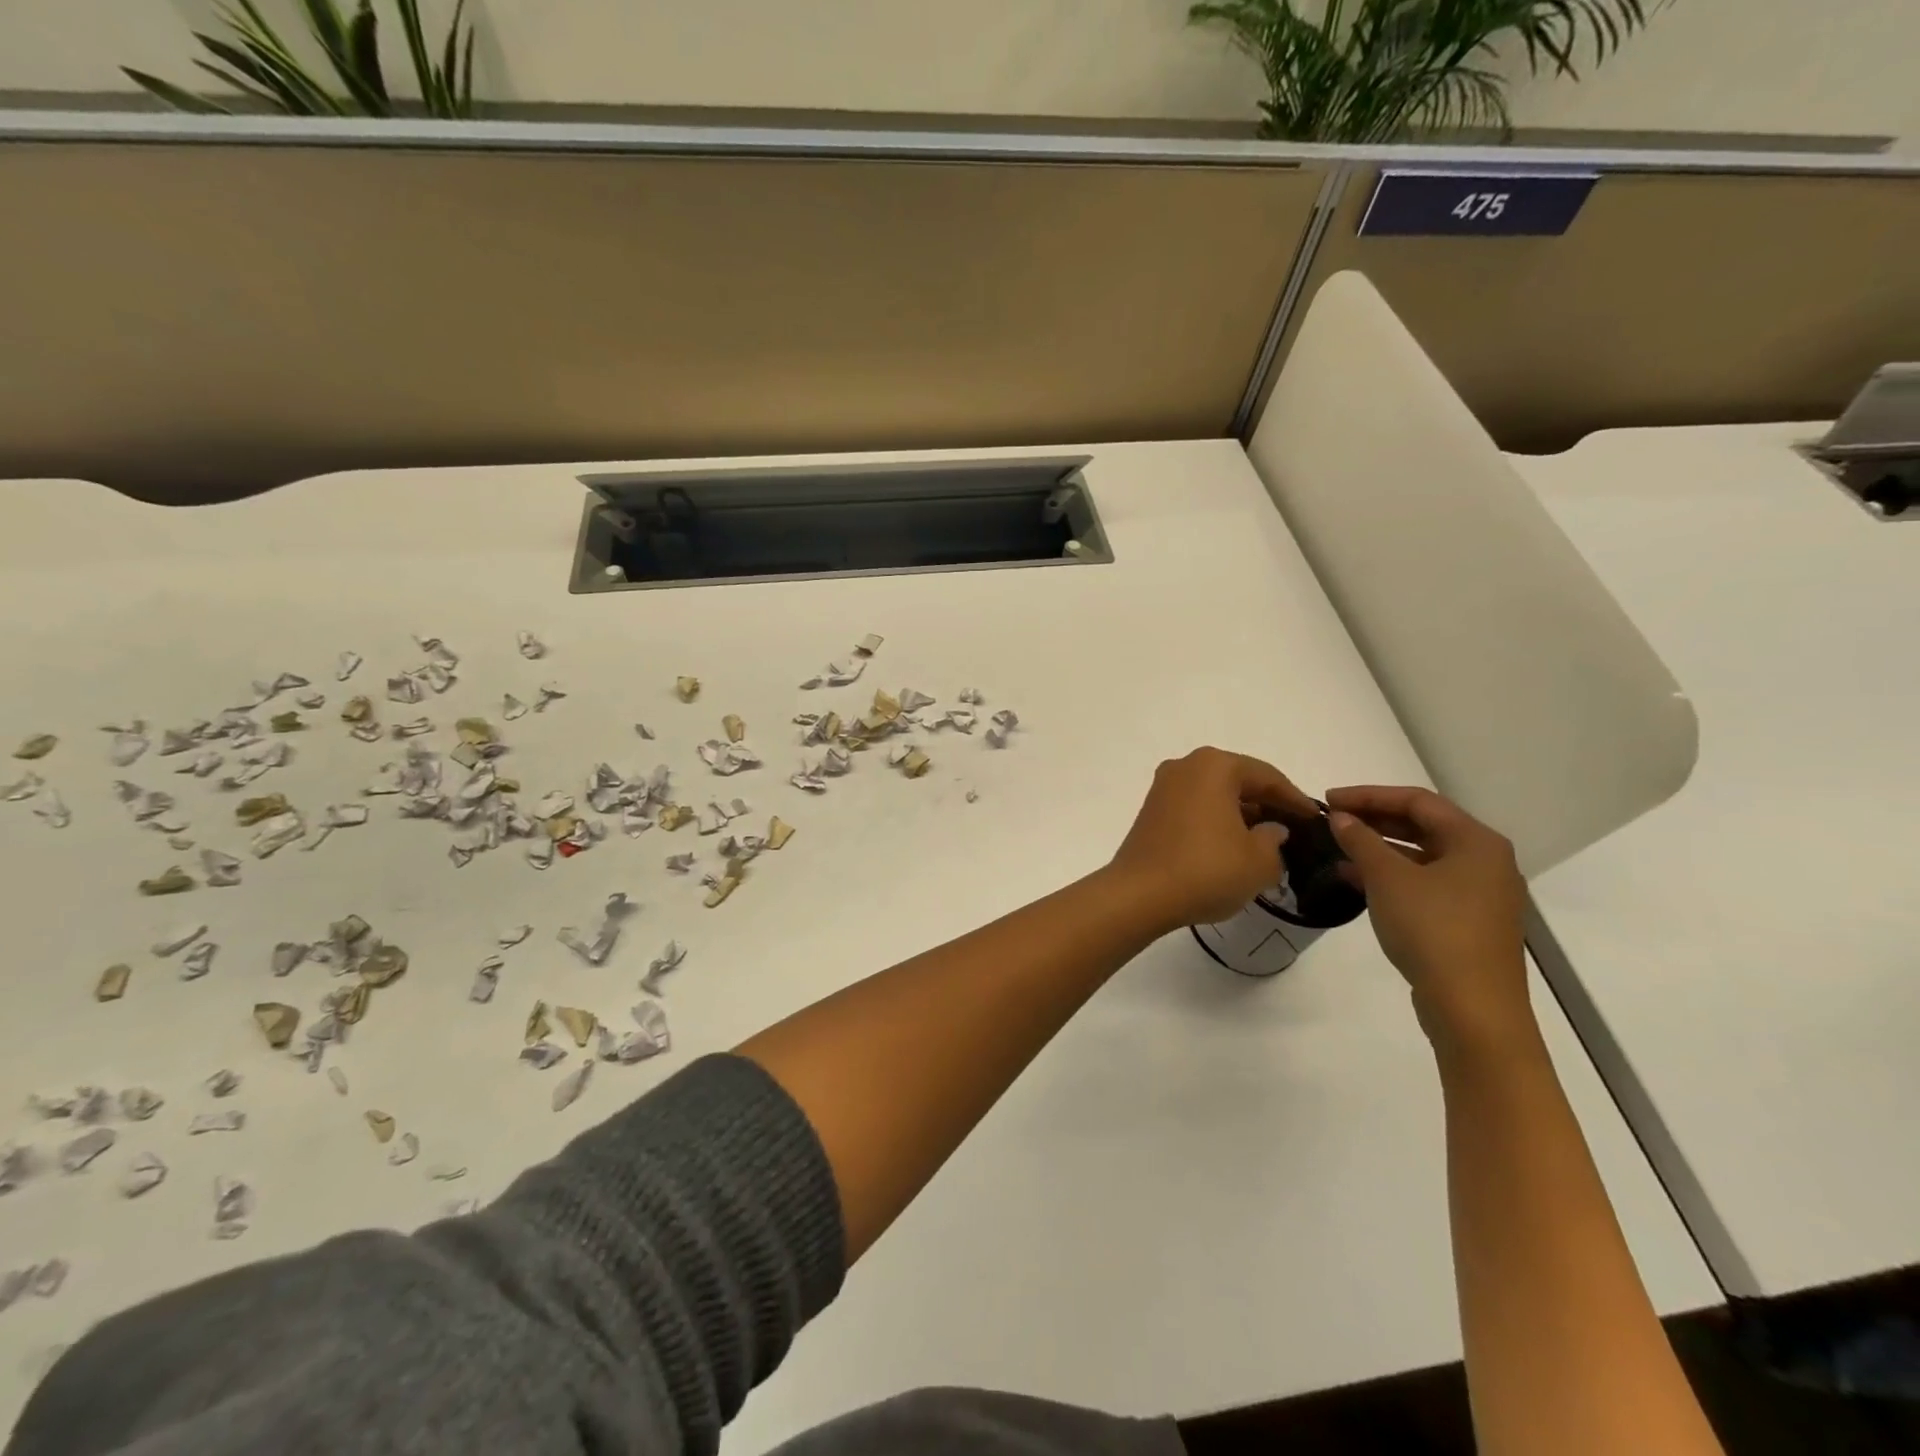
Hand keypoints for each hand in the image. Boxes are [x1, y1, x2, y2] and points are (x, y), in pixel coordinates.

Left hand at [1108, 747, 1319, 934]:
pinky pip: (1195, 808)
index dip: (1295, 799)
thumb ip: (1274, 840)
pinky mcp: (1150, 811)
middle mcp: (1185, 766)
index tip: (1316, 819)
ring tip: (1265, 840)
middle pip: (1238, 780)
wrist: (1140, 894)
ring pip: (1214, 794)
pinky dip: (1216, 821)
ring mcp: (1163, 788)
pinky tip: (1231, 845)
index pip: (1266, 777)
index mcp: (1214, 766)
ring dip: (1240, 813)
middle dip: (1266, 803)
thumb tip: (1271, 830)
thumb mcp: (1259, 861)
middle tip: (1293, 828)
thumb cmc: (1206, 870)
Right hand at [1325, 786, 1534, 1057]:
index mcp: (1476, 841)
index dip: (1369, 795)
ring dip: (1380, 848)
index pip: (1417, 801)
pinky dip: (1392, 876)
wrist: (1472, 1009)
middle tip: (1332, 820)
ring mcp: (1480, 894)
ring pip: (1423, 856)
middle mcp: (1486, 861)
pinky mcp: (1468, 922)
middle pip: (1424, 826)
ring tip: (1338, 849)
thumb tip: (1340, 818)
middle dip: (1375, 820)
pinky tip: (1357, 881)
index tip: (1328, 800)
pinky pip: (1425, 883)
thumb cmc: (1433, 930)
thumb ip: (1361, 841)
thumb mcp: (1388, 879)